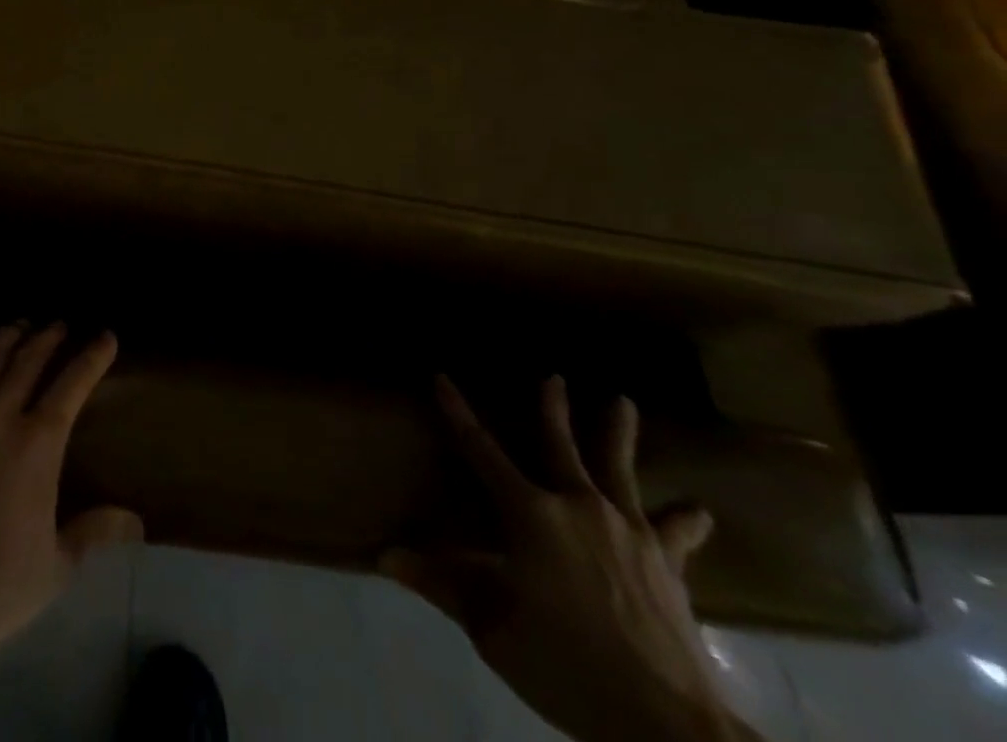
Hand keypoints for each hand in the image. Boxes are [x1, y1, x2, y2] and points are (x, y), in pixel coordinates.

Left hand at [0, 324, 143, 652]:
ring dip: (6, 339)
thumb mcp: (59, 563)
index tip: (105, 336)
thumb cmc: (1, 586)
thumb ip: (96, 530)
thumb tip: (137, 520)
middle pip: (27, 364)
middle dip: (46, 339)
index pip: (71, 386)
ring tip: (19, 324)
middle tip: (58, 324)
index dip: (91, 358)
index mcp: (38, 446)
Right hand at [383, 376, 751, 741]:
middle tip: (553, 375)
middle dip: (552, 409)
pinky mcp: (668, 564)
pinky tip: (699, 510)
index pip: (481, 450)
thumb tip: (383, 556)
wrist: (666, 723)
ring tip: (622, 401)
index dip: (458, 413)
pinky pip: (676, 533)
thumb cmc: (566, 664)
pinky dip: (686, 520)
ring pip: (619, 470)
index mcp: (530, 514)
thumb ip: (442, 585)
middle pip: (560, 446)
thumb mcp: (492, 628)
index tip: (441, 377)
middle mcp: (577, 506)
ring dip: (618, 434)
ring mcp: (628, 531)